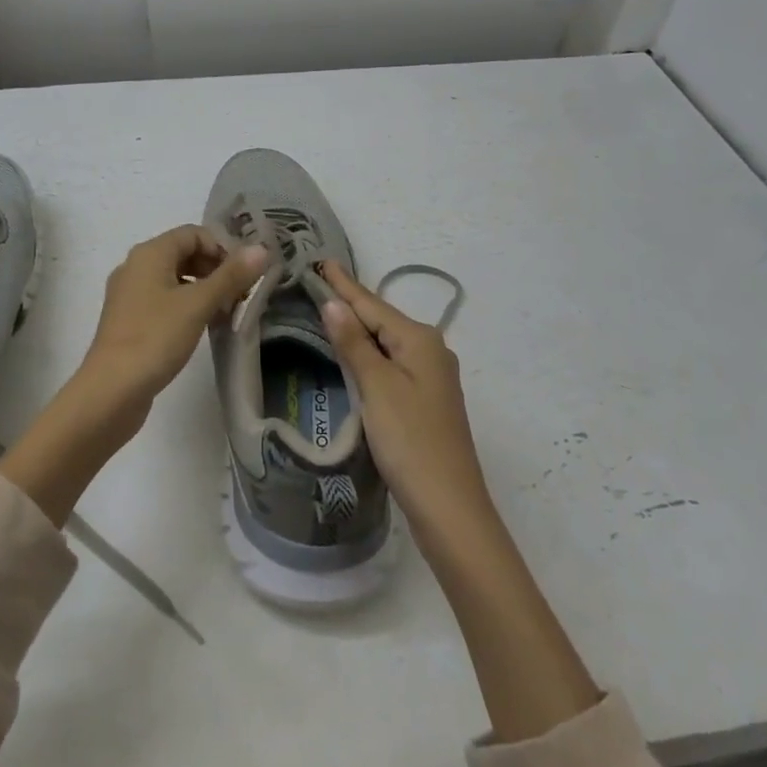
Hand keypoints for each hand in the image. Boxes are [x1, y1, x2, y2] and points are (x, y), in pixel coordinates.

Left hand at [81, 225, 268, 414]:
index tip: (244, 275)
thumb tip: (261, 249)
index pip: (194, 233)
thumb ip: (231, 276)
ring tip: (226, 313)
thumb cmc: (155, 338)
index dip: (222, 248)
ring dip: (203, 290)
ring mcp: (129, 295)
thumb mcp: (198, 305)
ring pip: (175, 279)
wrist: (110, 392)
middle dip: (215, 270)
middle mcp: (136, 266)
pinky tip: (202, 328)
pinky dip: (186, 307)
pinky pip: (164, 301)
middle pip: (184, 254)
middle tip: (240, 295)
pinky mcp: (129, 321)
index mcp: (149, 253)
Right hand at [320, 261, 491, 531]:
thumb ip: (354, 343)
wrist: (449, 508)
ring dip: (358, 327)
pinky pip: (391, 363)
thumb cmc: (410, 441)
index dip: (343, 284)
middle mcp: (430, 350)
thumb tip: (334, 303)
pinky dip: (369, 352)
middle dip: (350, 302)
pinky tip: (354, 352)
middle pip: (381, 319)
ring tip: (328, 309)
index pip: (372, 303)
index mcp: (420, 339)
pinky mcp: (425, 400)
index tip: (320, 259)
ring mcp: (431, 376)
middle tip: (317, 282)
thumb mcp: (377, 387)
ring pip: (386, 342)